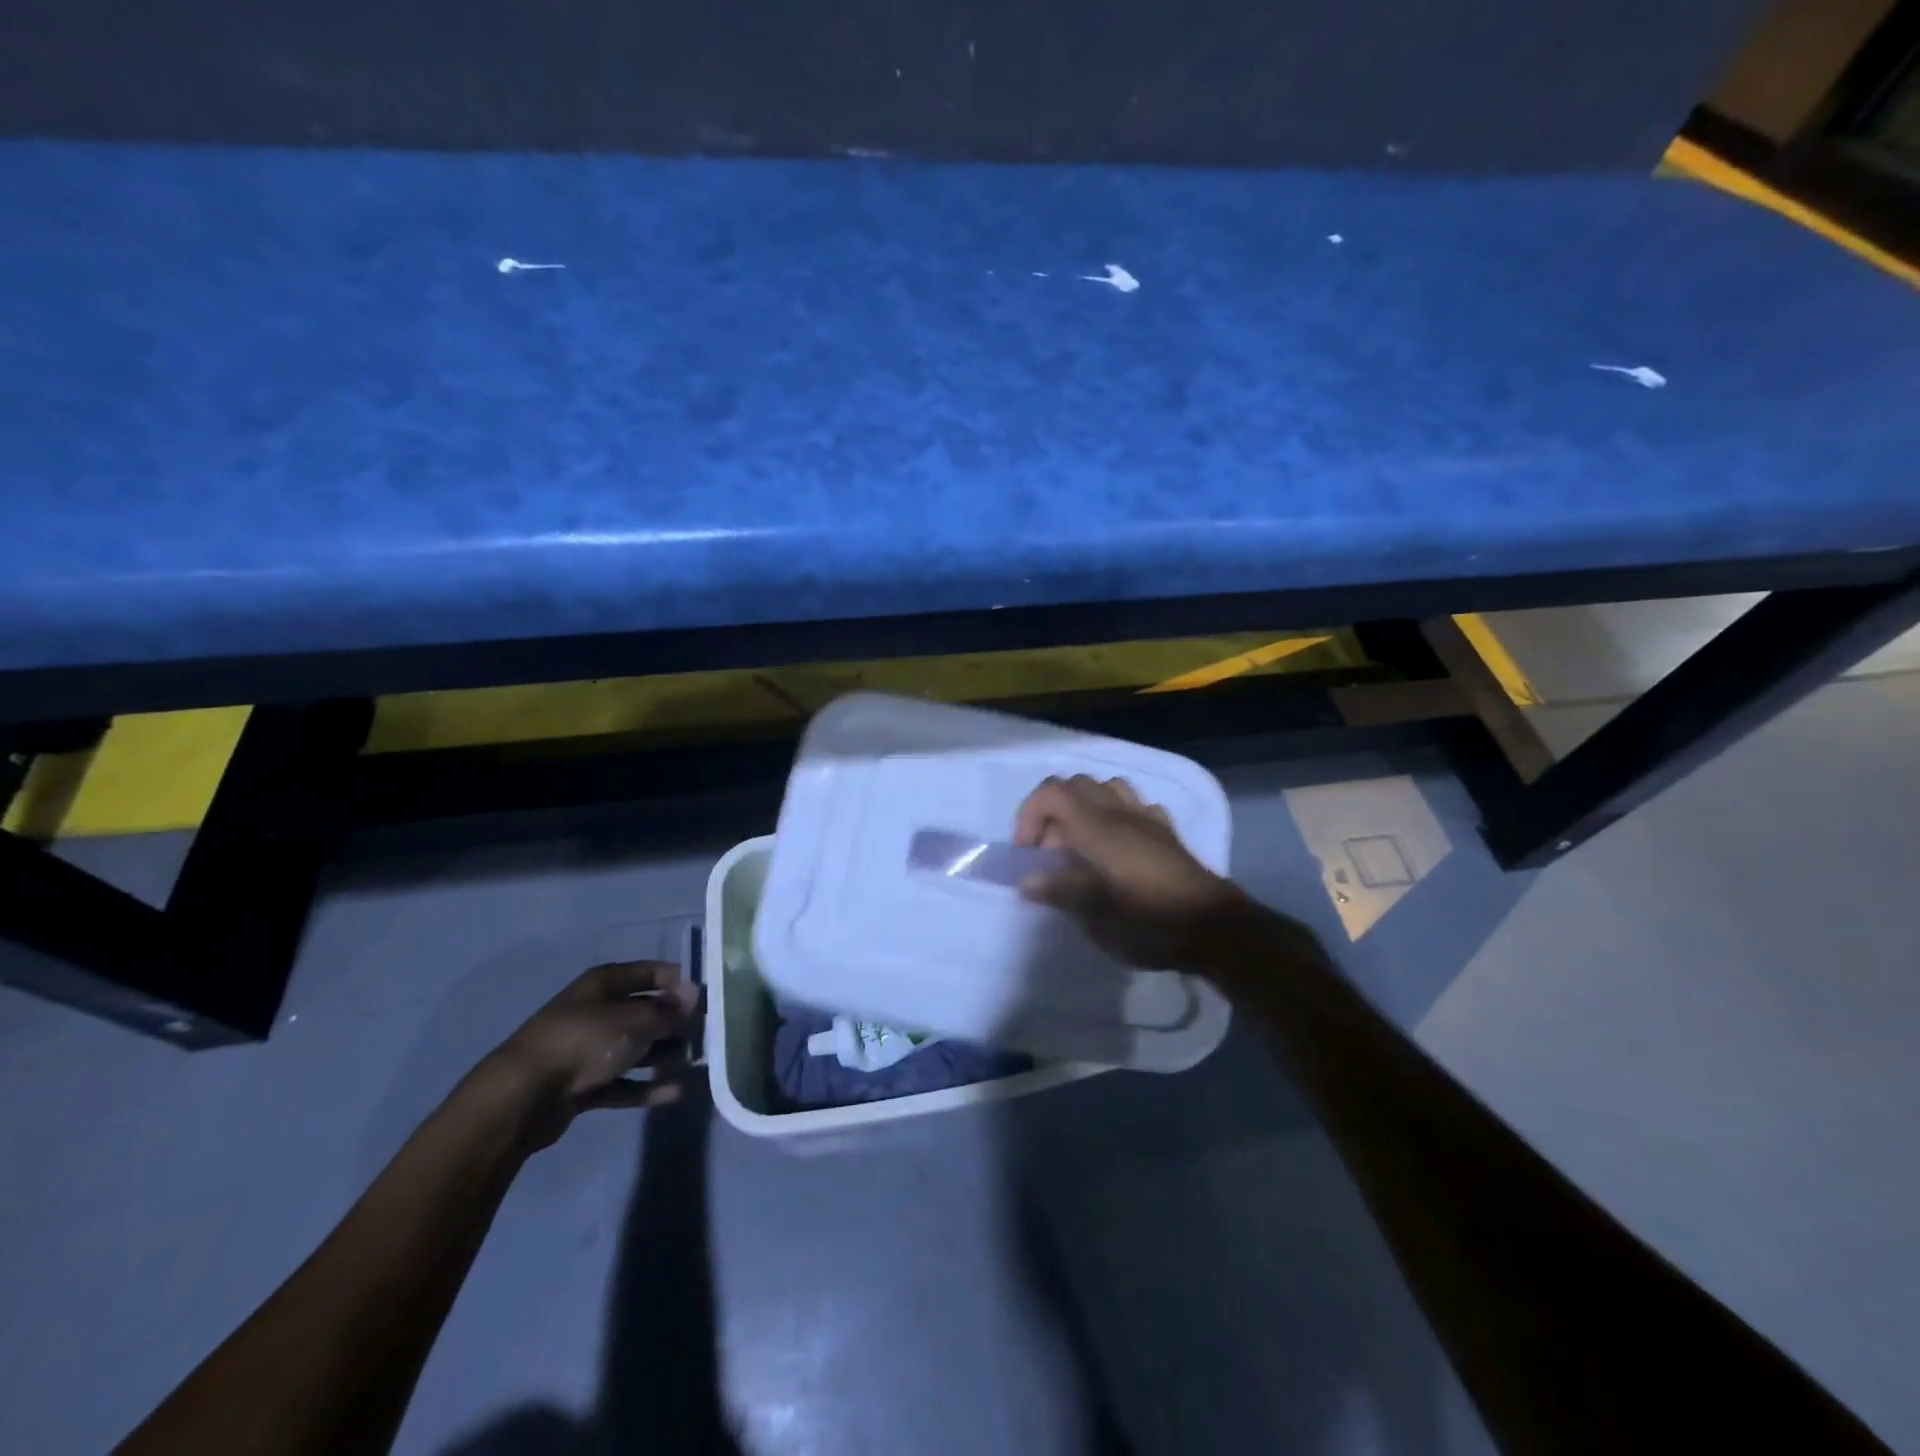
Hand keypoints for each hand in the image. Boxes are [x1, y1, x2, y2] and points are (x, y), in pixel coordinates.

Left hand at [482, 960, 700, 1149]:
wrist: (523, 1096)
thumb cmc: (585, 1041)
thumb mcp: (636, 1020)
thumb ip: (669, 1012)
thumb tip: (694, 1000)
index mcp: (605, 984)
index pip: (651, 973)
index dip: (679, 982)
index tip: (707, 999)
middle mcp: (598, 1011)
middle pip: (646, 1012)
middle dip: (676, 1023)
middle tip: (706, 1035)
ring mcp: (589, 1049)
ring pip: (637, 1048)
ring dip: (665, 1055)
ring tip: (695, 1064)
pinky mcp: (585, 1085)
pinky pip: (625, 1082)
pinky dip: (648, 1086)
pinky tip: (677, 1092)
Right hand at [1014, 775, 1246, 970]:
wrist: (1213, 929)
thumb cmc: (1149, 920)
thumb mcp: (1095, 914)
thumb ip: (1059, 890)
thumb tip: (1027, 881)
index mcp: (1097, 826)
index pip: (1052, 792)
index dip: (1029, 814)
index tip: (1028, 852)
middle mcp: (1120, 812)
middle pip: (1076, 785)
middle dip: (1053, 811)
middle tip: (1051, 853)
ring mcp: (1148, 819)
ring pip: (1108, 788)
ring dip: (1085, 808)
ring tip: (1081, 845)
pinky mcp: (1167, 833)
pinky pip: (1137, 807)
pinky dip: (1118, 817)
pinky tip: (1118, 846)